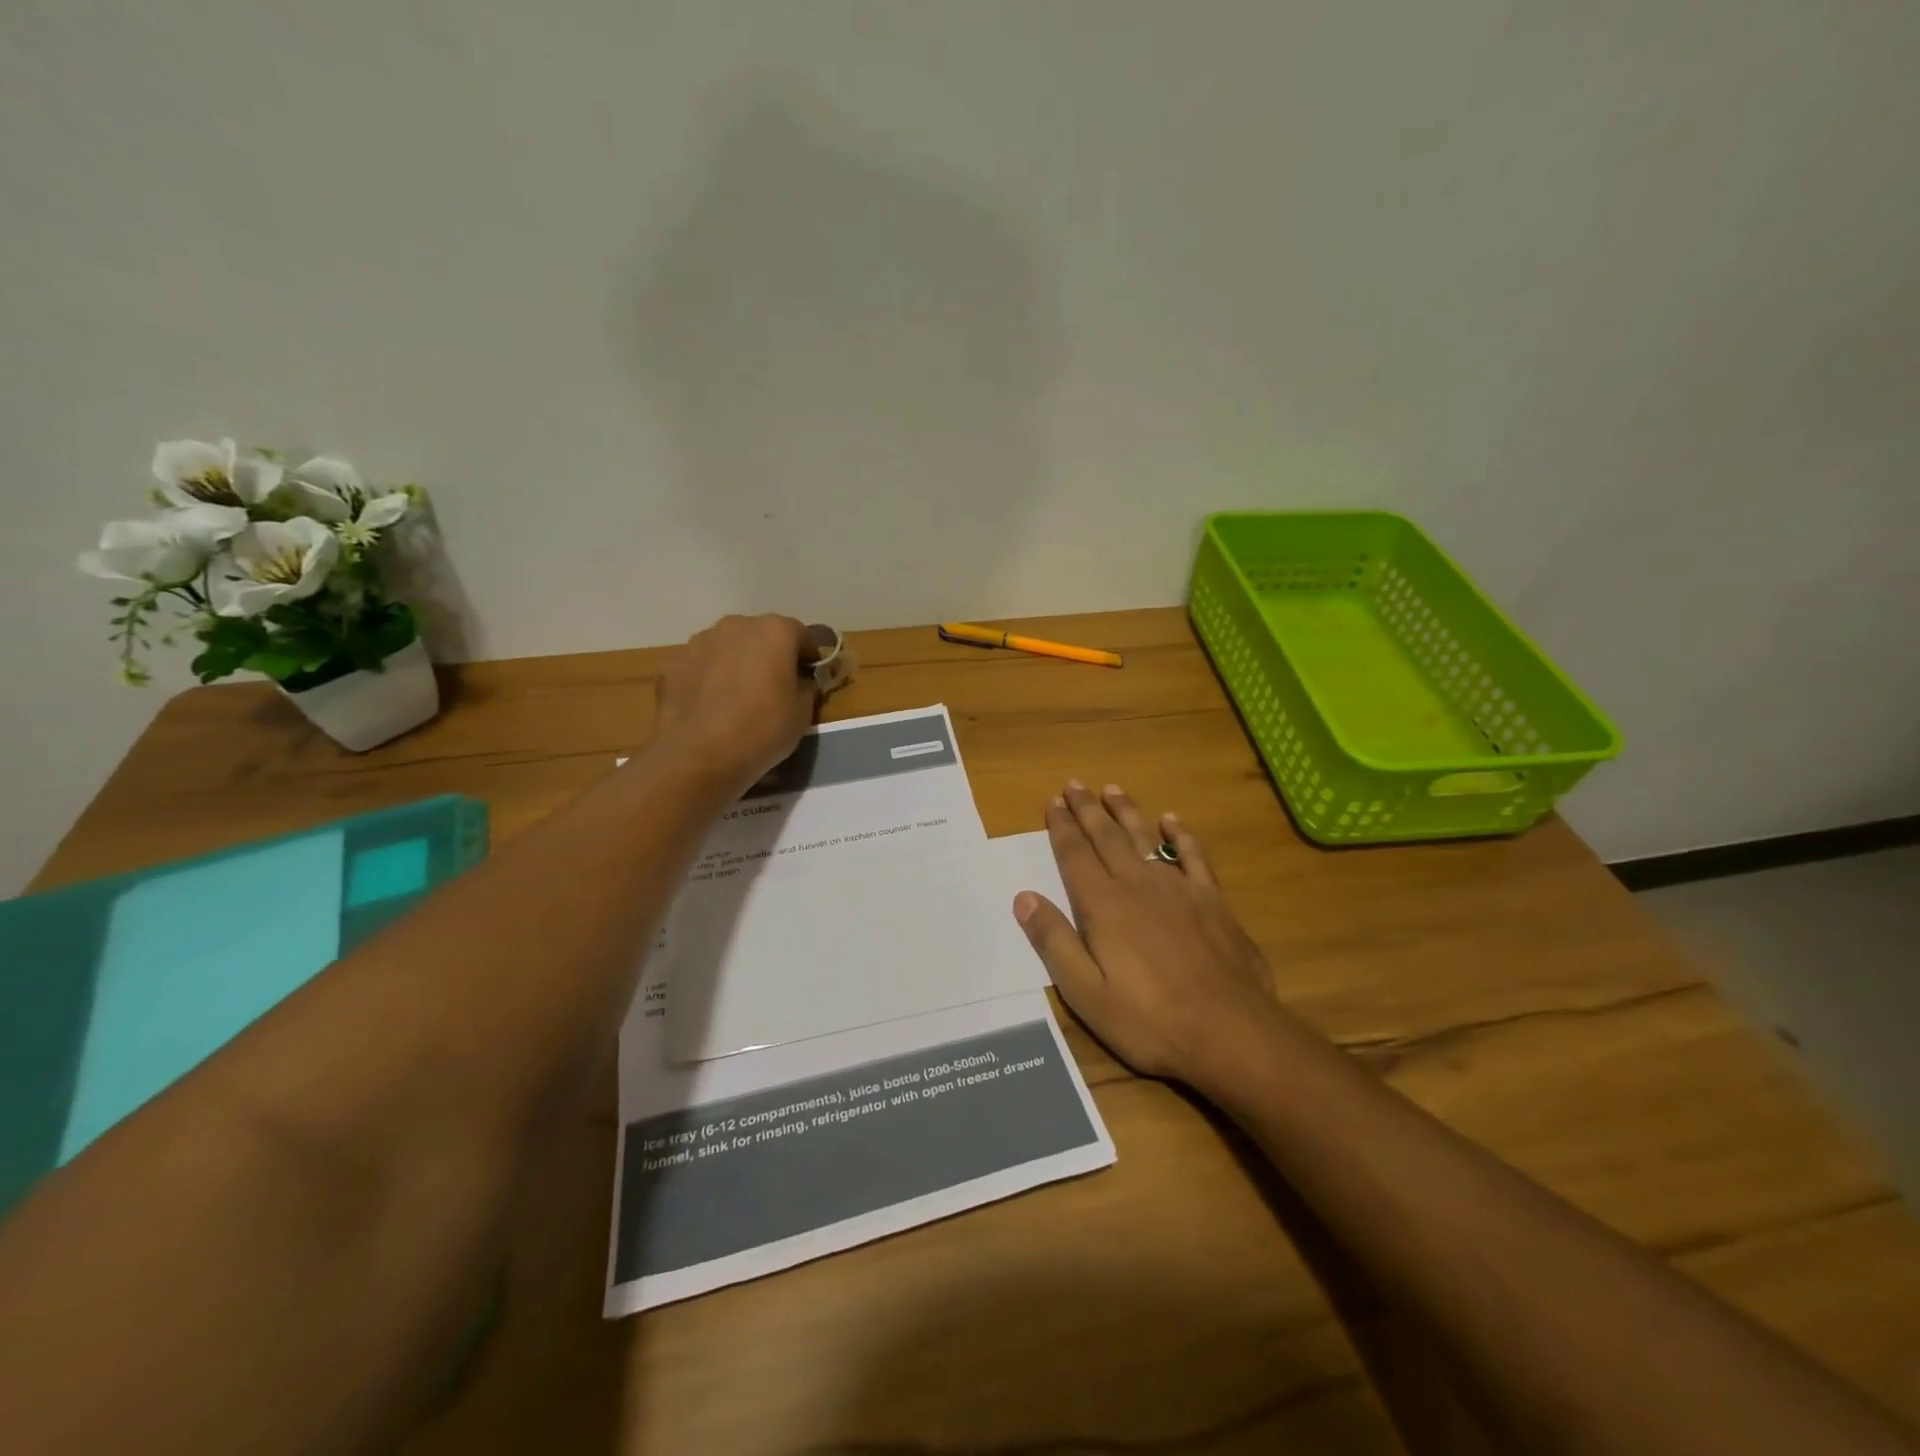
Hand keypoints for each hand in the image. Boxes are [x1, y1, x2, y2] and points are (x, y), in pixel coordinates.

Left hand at [653, 614, 815, 797]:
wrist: (698, 755)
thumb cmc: (762, 729)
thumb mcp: (802, 713)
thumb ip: (806, 687)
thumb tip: (800, 681)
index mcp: (774, 631)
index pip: (801, 634)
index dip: (808, 656)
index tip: (810, 678)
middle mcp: (736, 626)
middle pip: (761, 635)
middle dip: (771, 655)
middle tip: (775, 687)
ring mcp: (700, 642)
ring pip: (729, 647)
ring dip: (738, 663)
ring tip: (739, 698)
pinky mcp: (674, 664)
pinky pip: (703, 666)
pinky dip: (711, 678)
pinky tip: (713, 707)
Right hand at [1013, 782, 1279, 1084]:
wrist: (1230, 1031)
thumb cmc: (1150, 1019)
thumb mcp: (1086, 993)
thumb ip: (1054, 942)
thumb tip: (1024, 897)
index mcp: (1104, 906)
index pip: (1075, 856)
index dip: (1061, 828)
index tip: (1052, 803)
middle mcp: (1137, 885)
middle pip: (1107, 838)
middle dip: (1087, 810)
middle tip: (1074, 784)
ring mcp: (1178, 889)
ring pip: (1145, 838)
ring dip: (1127, 812)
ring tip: (1112, 789)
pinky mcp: (1212, 900)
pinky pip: (1193, 857)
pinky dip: (1181, 836)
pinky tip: (1172, 821)